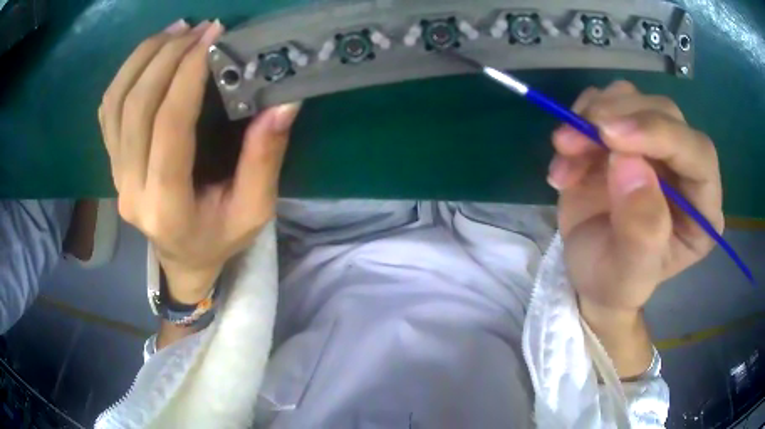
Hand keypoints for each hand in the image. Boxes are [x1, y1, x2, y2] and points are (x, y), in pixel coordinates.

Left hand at [98, 19, 301, 303]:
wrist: (183, 260)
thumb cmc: (220, 239)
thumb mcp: (254, 210)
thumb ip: (264, 158)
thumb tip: (283, 102)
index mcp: (167, 206)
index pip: (169, 127)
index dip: (188, 75)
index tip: (213, 37)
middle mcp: (130, 189)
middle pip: (135, 107)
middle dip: (166, 56)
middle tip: (199, 28)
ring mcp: (115, 176)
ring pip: (115, 103)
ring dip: (142, 58)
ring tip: (175, 31)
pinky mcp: (112, 165)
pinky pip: (107, 111)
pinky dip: (125, 75)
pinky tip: (150, 54)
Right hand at [548, 81, 722, 311]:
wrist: (589, 273)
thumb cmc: (614, 282)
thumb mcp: (627, 274)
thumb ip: (640, 231)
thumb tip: (629, 164)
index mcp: (702, 209)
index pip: (698, 154)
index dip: (661, 134)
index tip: (611, 137)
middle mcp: (685, 169)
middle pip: (665, 114)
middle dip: (619, 117)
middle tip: (574, 138)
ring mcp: (655, 146)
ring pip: (633, 98)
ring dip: (593, 115)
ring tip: (565, 149)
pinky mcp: (626, 135)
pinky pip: (605, 102)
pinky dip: (579, 118)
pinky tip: (565, 154)